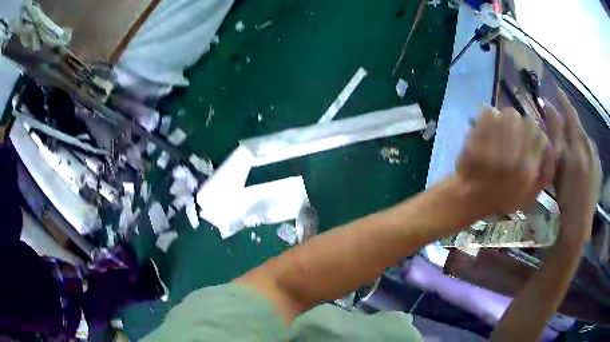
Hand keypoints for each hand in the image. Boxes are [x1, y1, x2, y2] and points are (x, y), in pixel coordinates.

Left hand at [455, 107, 547, 219]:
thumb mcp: (528, 197)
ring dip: (509, 120)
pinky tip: (490, 128)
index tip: (532, 141)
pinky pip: (490, 111)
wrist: (468, 196)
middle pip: (528, 122)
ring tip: (504, 131)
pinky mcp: (478, 132)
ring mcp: (495, 141)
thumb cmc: (500, 199)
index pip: (541, 138)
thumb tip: (550, 150)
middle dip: (525, 127)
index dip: (538, 137)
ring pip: (511, 113)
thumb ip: (543, 176)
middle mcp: (514, 153)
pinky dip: (492, 116)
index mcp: (527, 169)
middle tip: (517, 135)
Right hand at [545, 90, 600, 244]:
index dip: (563, 100)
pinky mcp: (598, 171)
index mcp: (579, 142)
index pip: (571, 113)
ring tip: (570, 145)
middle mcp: (590, 145)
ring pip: (585, 140)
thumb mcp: (557, 161)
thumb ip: (554, 132)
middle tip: (561, 122)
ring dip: (577, 137)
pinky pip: (591, 153)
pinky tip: (580, 160)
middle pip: (579, 127)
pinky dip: (584, 151)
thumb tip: (548, 106)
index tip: (555, 89)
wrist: (579, 222)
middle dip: (570, 121)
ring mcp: (596, 158)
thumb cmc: (566, 193)